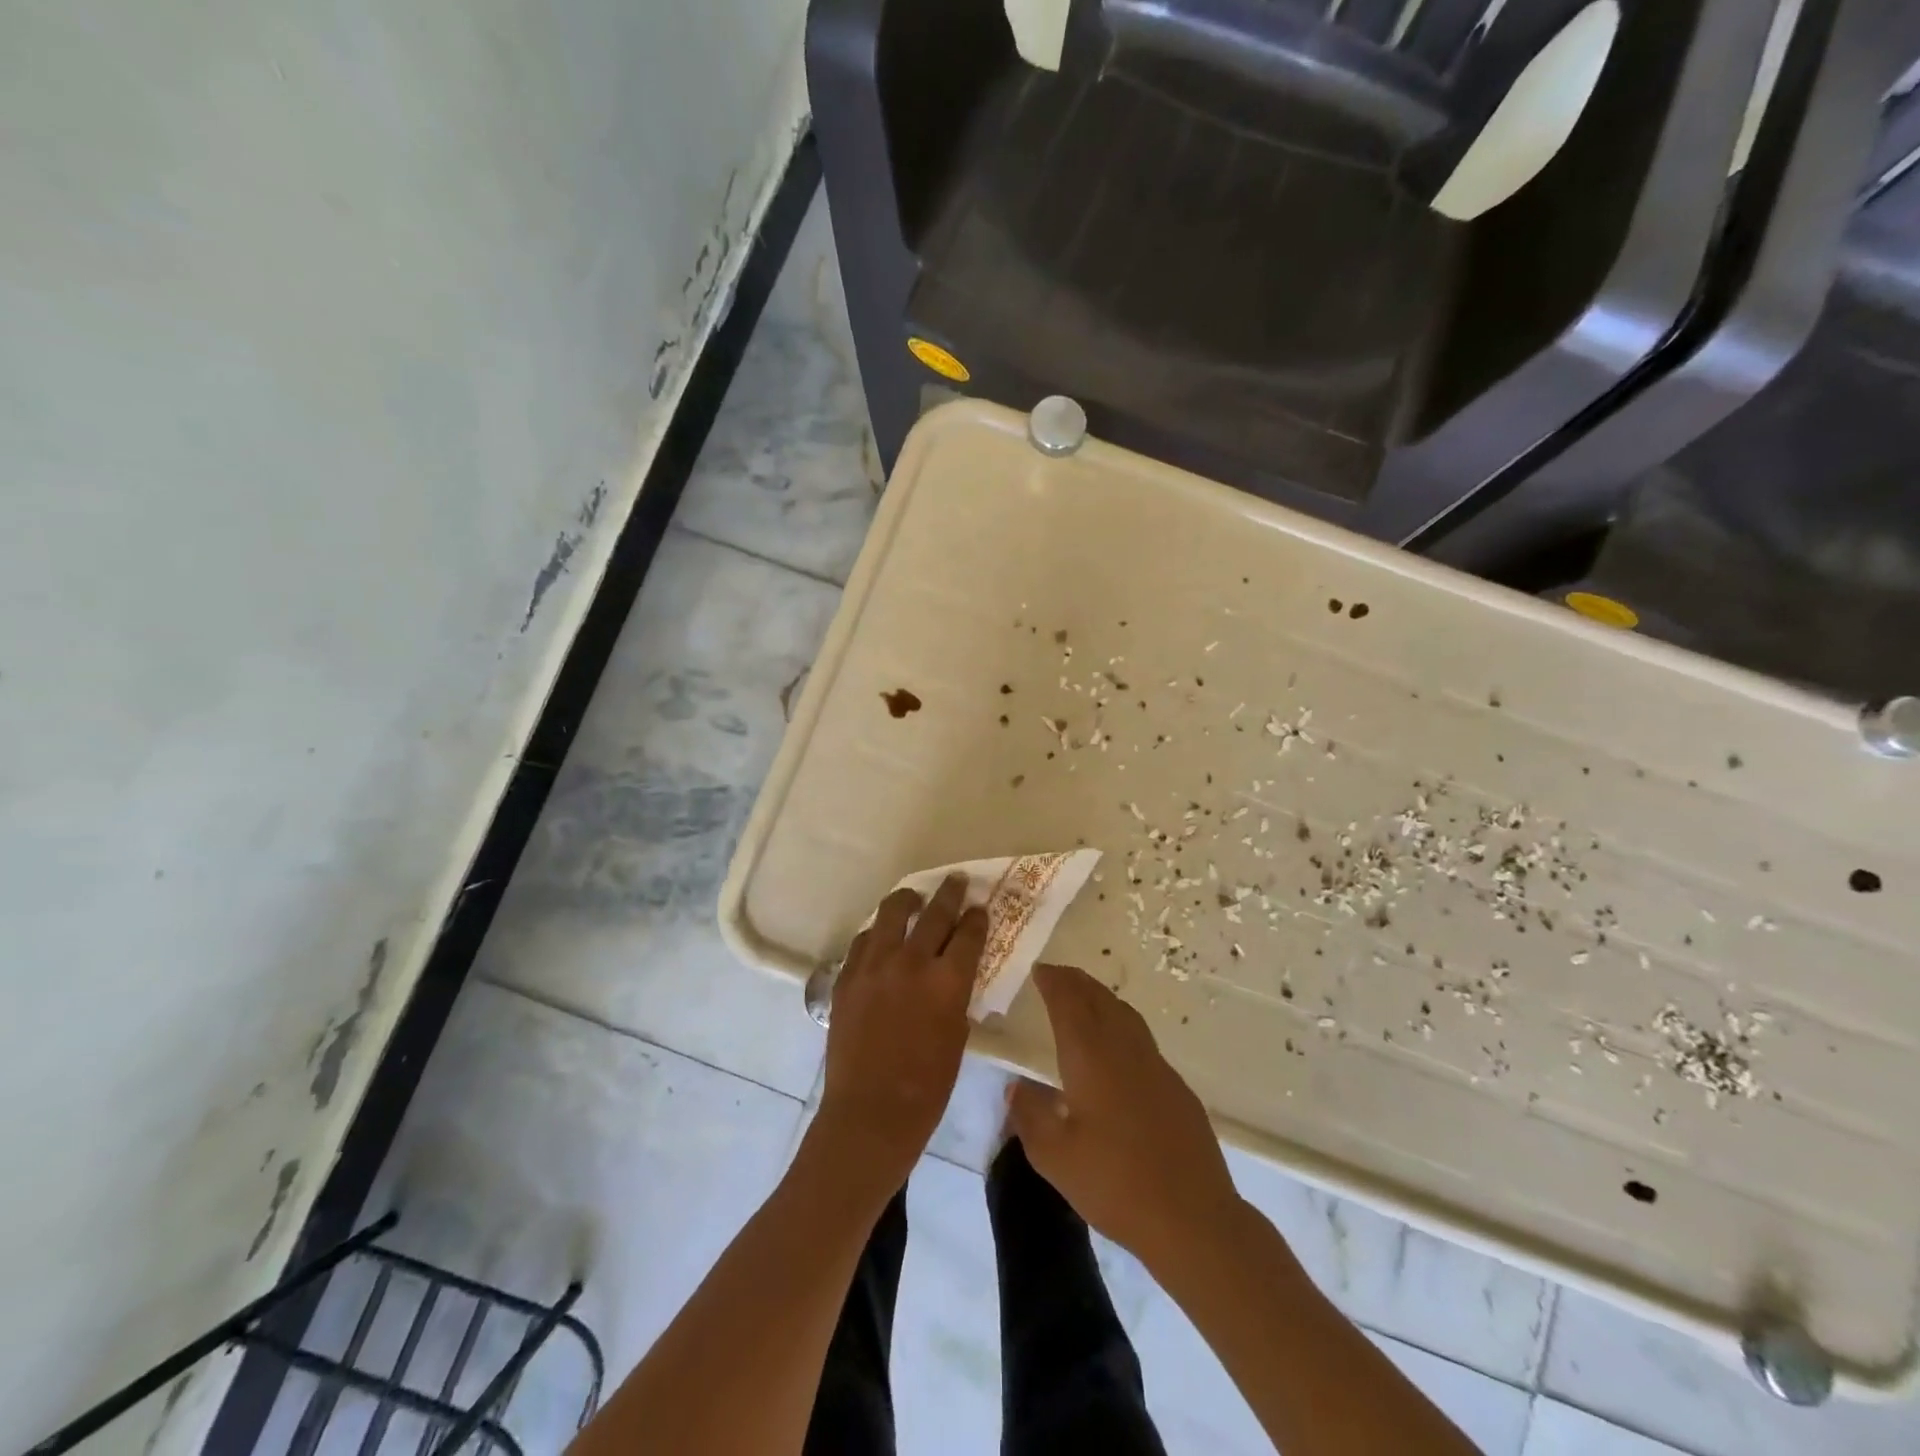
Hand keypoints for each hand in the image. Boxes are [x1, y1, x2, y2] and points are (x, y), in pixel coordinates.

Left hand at [810, 874, 986, 1194]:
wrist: (870, 1114)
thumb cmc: (927, 1087)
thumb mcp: (957, 1036)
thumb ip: (956, 996)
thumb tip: (953, 975)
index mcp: (947, 980)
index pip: (968, 933)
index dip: (977, 917)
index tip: (980, 907)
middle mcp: (911, 962)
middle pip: (934, 913)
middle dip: (950, 893)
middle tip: (957, 880)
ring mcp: (874, 966)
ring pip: (891, 914)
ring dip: (907, 901)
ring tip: (913, 897)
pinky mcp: (847, 976)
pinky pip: (864, 941)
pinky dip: (877, 933)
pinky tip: (882, 935)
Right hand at [1008, 963, 1243, 1265]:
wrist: (1192, 1218)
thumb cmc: (1115, 1184)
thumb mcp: (1055, 1157)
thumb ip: (1030, 1116)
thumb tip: (1017, 1087)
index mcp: (1091, 1058)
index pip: (1069, 1003)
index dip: (1054, 982)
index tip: (1041, 969)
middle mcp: (1124, 1050)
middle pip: (1100, 1000)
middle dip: (1077, 982)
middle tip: (1058, 975)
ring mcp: (1157, 1067)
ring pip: (1125, 1015)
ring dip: (1102, 999)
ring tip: (1085, 999)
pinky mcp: (1177, 1089)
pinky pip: (1142, 1040)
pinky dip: (1122, 1026)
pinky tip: (1118, 1050)